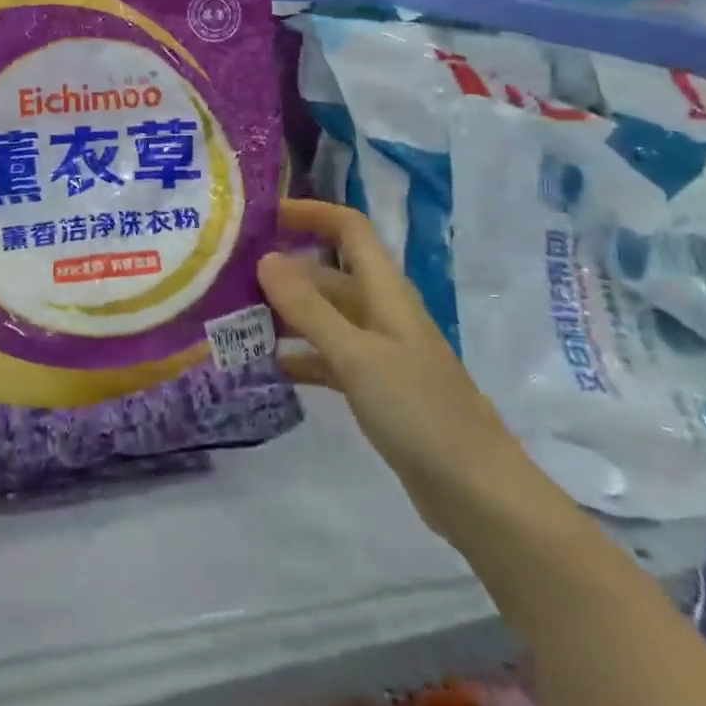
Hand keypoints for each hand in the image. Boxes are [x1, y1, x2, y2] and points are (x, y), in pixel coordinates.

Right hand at [256, 200, 534, 537]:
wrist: (475, 491)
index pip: (350, 230)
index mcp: (386, 292)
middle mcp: (381, 312)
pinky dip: (299, 355)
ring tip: (236, 319)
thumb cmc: (418, 410)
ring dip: (286, 313)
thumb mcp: (356, 354)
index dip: (311, 214)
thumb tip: (266, 259)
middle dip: (284, 270)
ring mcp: (379, 351)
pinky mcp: (375, 387)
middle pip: (329, 274)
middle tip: (230, 277)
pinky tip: (266, 366)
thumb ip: (309, 308)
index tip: (263, 216)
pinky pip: (328, 357)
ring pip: (325, 316)